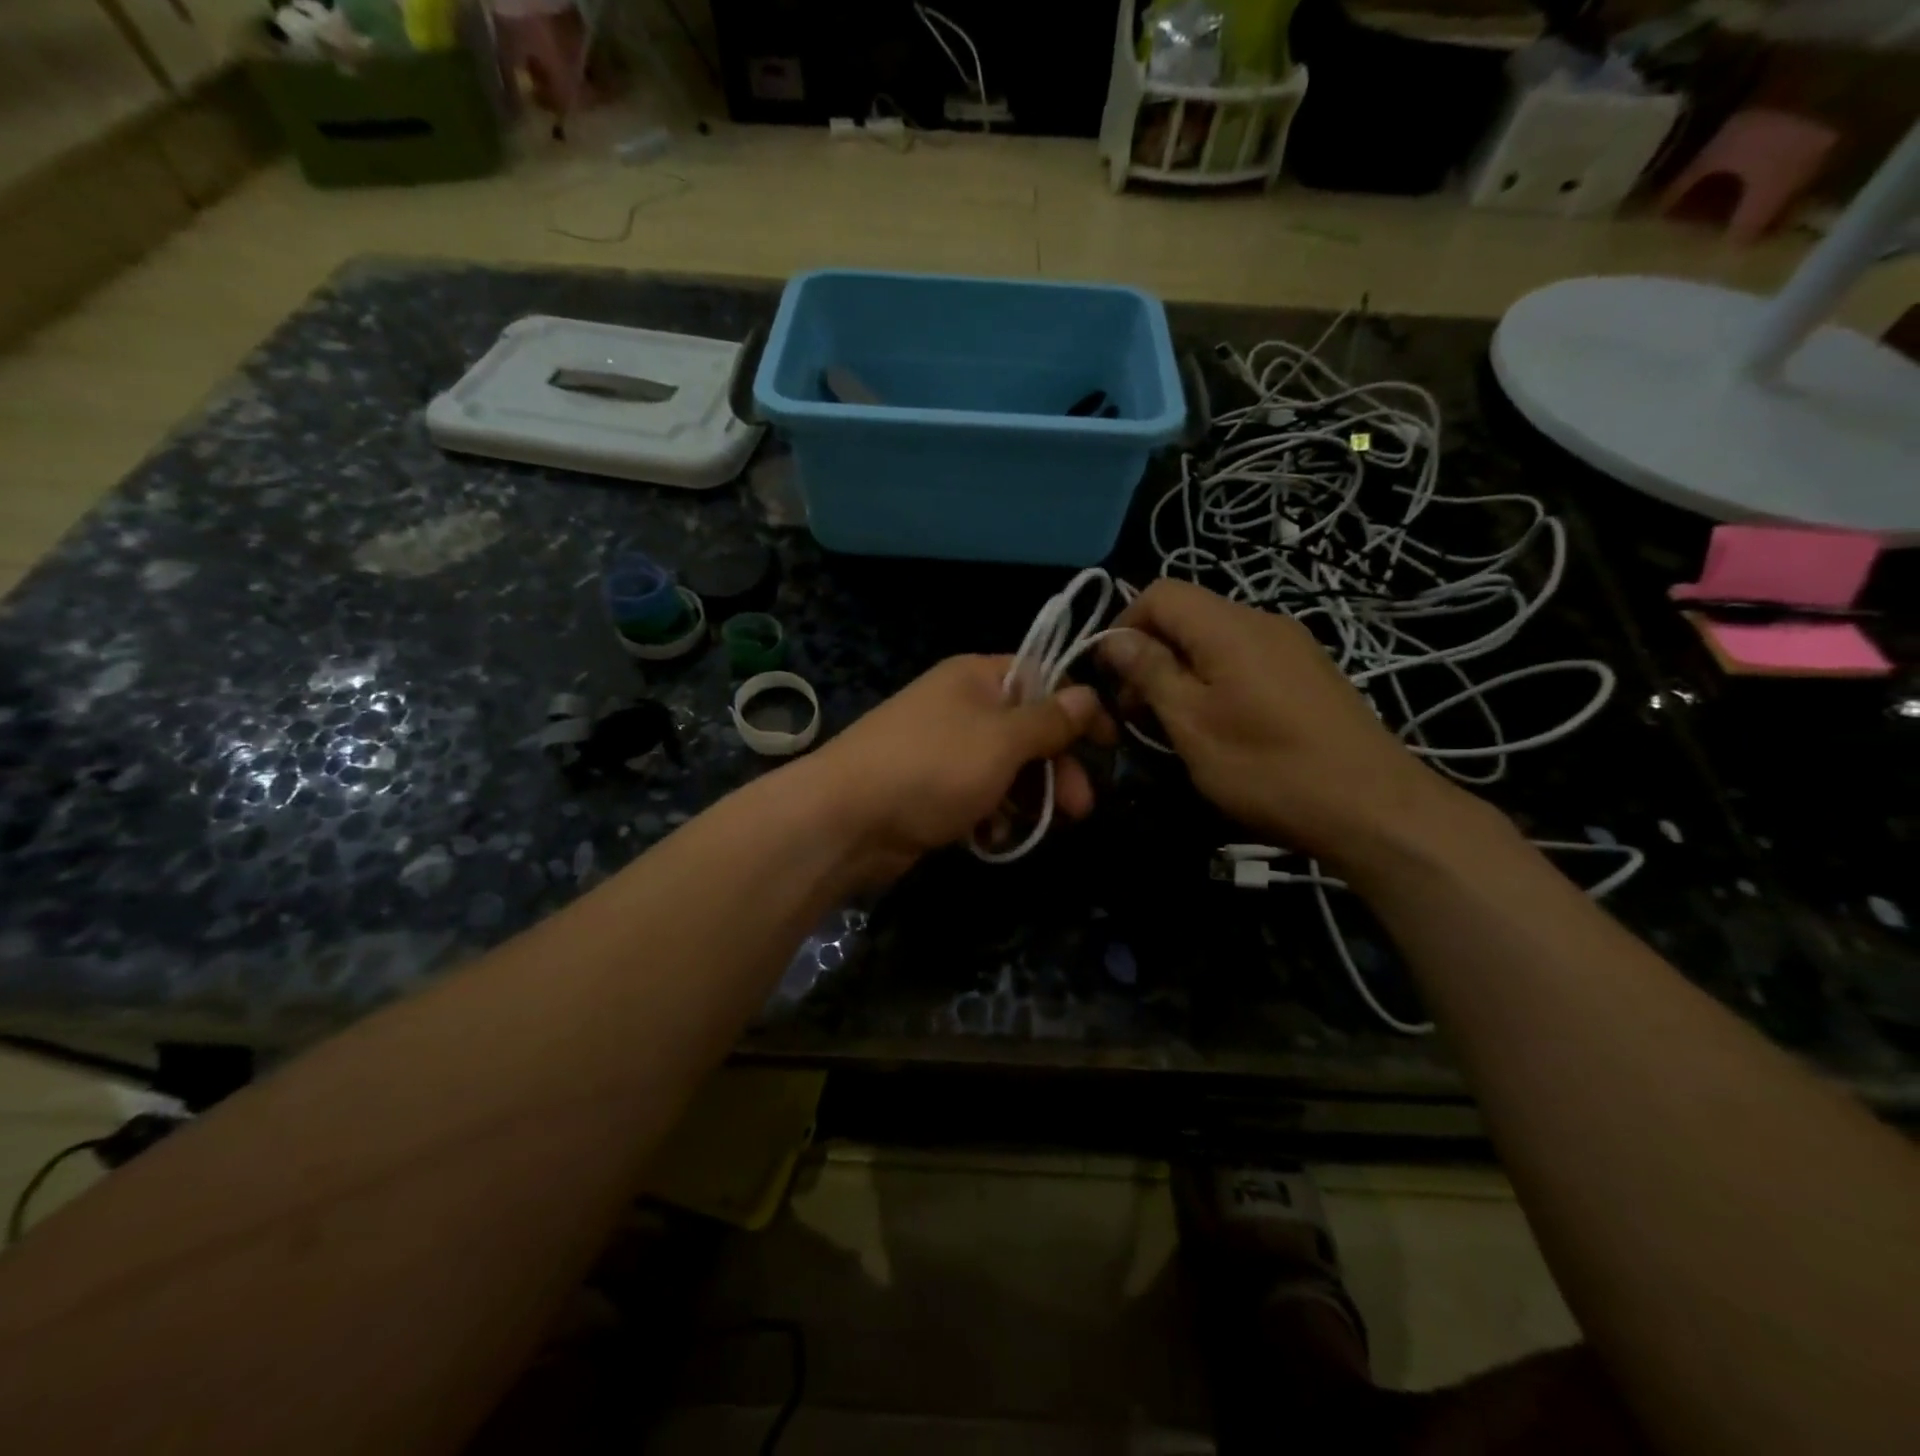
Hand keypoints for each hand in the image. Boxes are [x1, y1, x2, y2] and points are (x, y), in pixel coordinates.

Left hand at [808, 655, 1103, 882]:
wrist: (845, 819)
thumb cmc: (932, 768)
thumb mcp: (1002, 740)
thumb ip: (1048, 720)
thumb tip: (1087, 693)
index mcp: (976, 677)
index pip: (1042, 678)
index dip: (1077, 708)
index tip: (1109, 742)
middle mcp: (960, 706)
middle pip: (1026, 730)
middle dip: (1056, 768)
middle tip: (1081, 807)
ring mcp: (942, 750)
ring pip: (1005, 769)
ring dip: (1027, 798)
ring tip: (1036, 829)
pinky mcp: (930, 790)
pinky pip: (977, 796)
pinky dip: (991, 814)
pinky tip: (994, 837)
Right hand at [1101, 580, 1470, 871]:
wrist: (1373, 809)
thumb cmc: (1268, 767)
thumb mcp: (1192, 723)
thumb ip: (1151, 672)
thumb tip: (1115, 638)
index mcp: (1229, 626)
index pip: (1159, 593)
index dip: (1124, 626)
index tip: (1111, 677)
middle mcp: (1262, 621)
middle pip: (1188, 614)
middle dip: (1151, 654)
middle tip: (1136, 712)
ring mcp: (1292, 646)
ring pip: (1215, 639)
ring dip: (1182, 671)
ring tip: (1174, 723)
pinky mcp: (1309, 673)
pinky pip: (1246, 659)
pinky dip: (1216, 680)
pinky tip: (1220, 726)